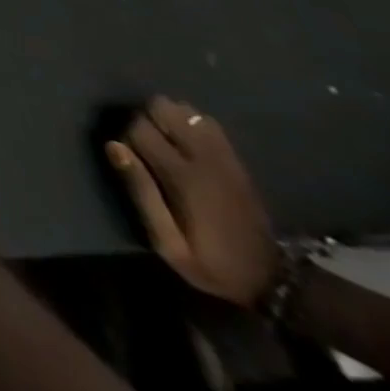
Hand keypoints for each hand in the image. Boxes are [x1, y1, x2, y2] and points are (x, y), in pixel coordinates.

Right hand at [106, 97, 278, 307]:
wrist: (275, 283)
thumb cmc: (213, 264)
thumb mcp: (169, 244)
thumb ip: (141, 193)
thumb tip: (114, 146)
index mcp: (184, 178)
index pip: (139, 128)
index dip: (127, 138)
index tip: (132, 160)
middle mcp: (205, 158)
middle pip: (162, 107)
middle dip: (147, 119)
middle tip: (148, 147)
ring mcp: (225, 158)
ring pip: (185, 110)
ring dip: (168, 119)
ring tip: (166, 142)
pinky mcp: (237, 161)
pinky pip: (208, 122)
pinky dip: (190, 123)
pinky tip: (187, 142)